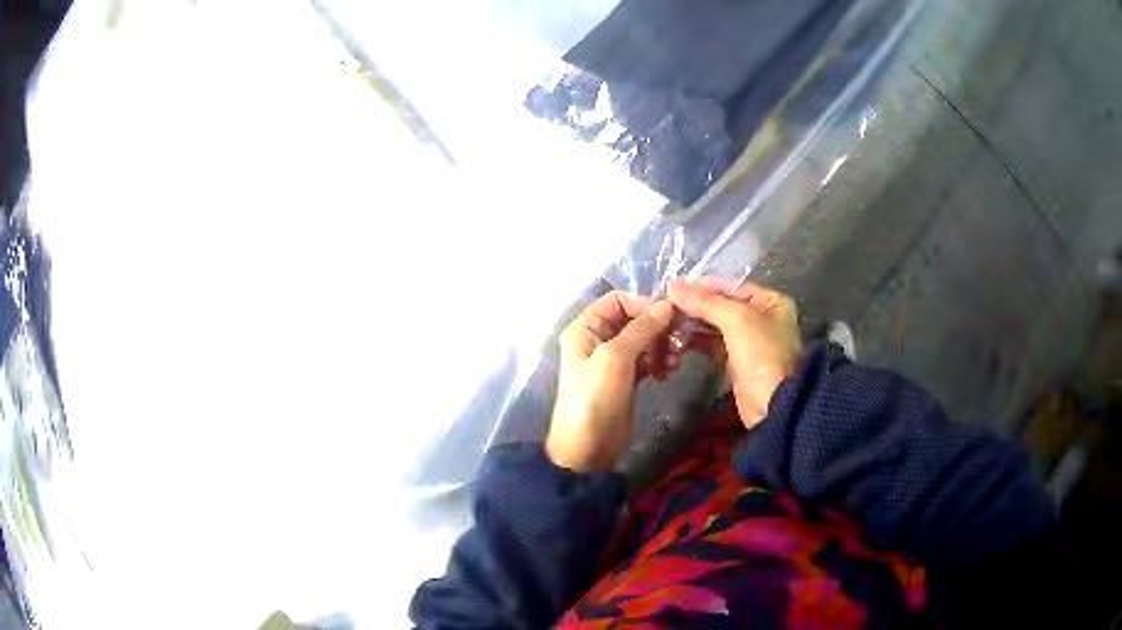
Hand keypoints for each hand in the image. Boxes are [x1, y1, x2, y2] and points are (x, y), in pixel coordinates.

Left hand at [546, 292, 674, 472]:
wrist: (588, 448)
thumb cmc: (595, 398)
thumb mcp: (615, 358)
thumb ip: (641, 329)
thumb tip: (667, 304)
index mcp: (586, 327)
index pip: (618, 300)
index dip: (644, 304)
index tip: (670, 316)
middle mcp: (598, 338)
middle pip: (634, 319)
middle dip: (658, 328)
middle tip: (679, 342)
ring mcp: (613, 359)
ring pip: (645, 339)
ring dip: (662, 345)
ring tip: (674, 361)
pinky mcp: (627, 377)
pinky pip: (648, 359)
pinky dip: (660, 361)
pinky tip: (668, 372)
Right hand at [667, 278, 801, 428]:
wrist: (773, 406)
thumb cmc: (762, 355)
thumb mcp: (737, 320)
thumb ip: (705, 301)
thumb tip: (672, 285)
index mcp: (769, 301)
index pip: (728, 286)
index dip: (700, 286)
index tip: (669, 289)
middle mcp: (760, 317)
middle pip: (719, 306)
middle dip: (691, 309)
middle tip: (663, 309)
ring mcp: (747, 341)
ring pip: (712, 326)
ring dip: (689, 327)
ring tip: (667, 329)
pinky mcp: (735, 362)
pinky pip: (710, 345)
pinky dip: (694, 343)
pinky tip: (676, 344)